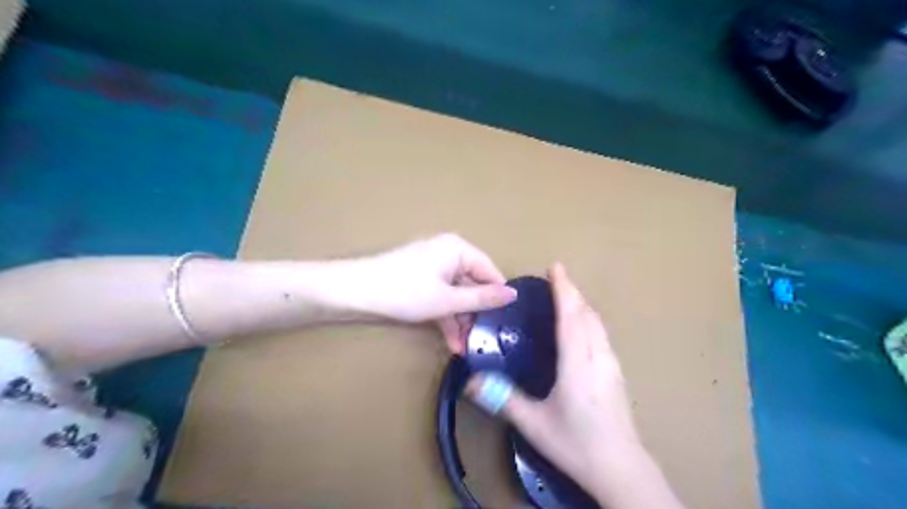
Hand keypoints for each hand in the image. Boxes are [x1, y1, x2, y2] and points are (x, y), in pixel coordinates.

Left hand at [349, 233, 513, 349]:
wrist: (356, 292)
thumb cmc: (406, 291)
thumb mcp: (448, 300)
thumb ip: (482, 299)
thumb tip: (514, 295)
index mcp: (459, 249)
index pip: (490, 271)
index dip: (497, 297)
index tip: (505, 322)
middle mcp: (449, 254)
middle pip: (473, 284)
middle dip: (476, 314)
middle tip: (483, 340)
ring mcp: (434, 267)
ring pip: (457, 294)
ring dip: (461, 320)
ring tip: (466, 348)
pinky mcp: (421, 280)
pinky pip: (442, 296)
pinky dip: (446, 316)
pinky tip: (452, 341)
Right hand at [468, 265, 651, 503]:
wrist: (622, 469)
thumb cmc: (576, 444)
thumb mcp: (535, 424)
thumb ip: (503, 399)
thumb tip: (471, 382)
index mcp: (578, 364)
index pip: (570, 317)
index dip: (563, 289)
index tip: (555, 267)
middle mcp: (598, 357)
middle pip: (587, 314)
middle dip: (572, 291)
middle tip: (556, 277)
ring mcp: (611, 365)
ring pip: (597, 324)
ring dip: (582, 304)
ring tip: (567, 296)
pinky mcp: (617, 373)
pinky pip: (601, 335)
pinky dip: (589, 319)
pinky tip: (581, 327)